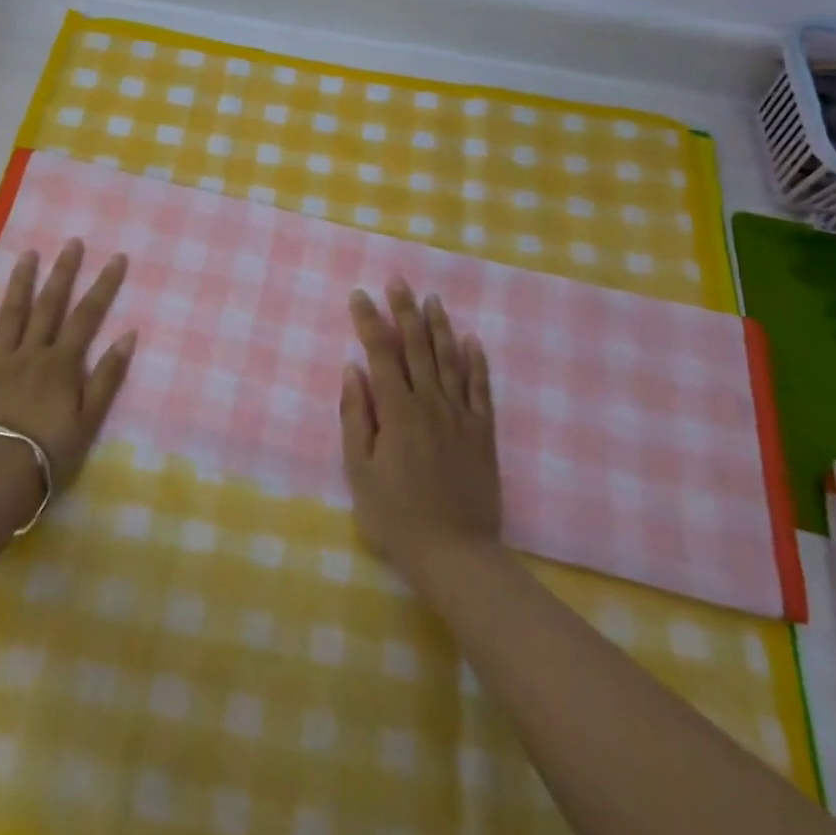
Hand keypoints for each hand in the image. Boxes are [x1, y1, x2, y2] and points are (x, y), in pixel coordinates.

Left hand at [0, 239, 136, 508]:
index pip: (88, 315)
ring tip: (28, 253)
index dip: (104, 285)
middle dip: (63, 271)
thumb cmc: (49, 452)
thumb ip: (108, 376)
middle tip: (72, 242)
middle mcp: (32, 351)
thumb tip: (128, 335)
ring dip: (21, 281)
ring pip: (12, 312)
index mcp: (62, 362)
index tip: (116, 257)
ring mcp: (0, 360)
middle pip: (50, 304)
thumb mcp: (89, 419)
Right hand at [339, 280, 499, 578]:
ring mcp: (461, 415)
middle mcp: (430, 402)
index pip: (380, 352)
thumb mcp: (360, 471)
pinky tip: (472, 340)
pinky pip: (481, 388)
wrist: (455, 553)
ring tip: (432, 299)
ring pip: (450, 359)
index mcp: (397, 410)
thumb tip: (352, 369)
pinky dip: (476, 361)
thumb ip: (355, 416)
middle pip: (417, 346)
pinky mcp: (483, 432)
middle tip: (398, 281)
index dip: (369, 320)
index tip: (359, 295)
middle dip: (404, 310)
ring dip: (439, 326)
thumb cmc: (396, 516)